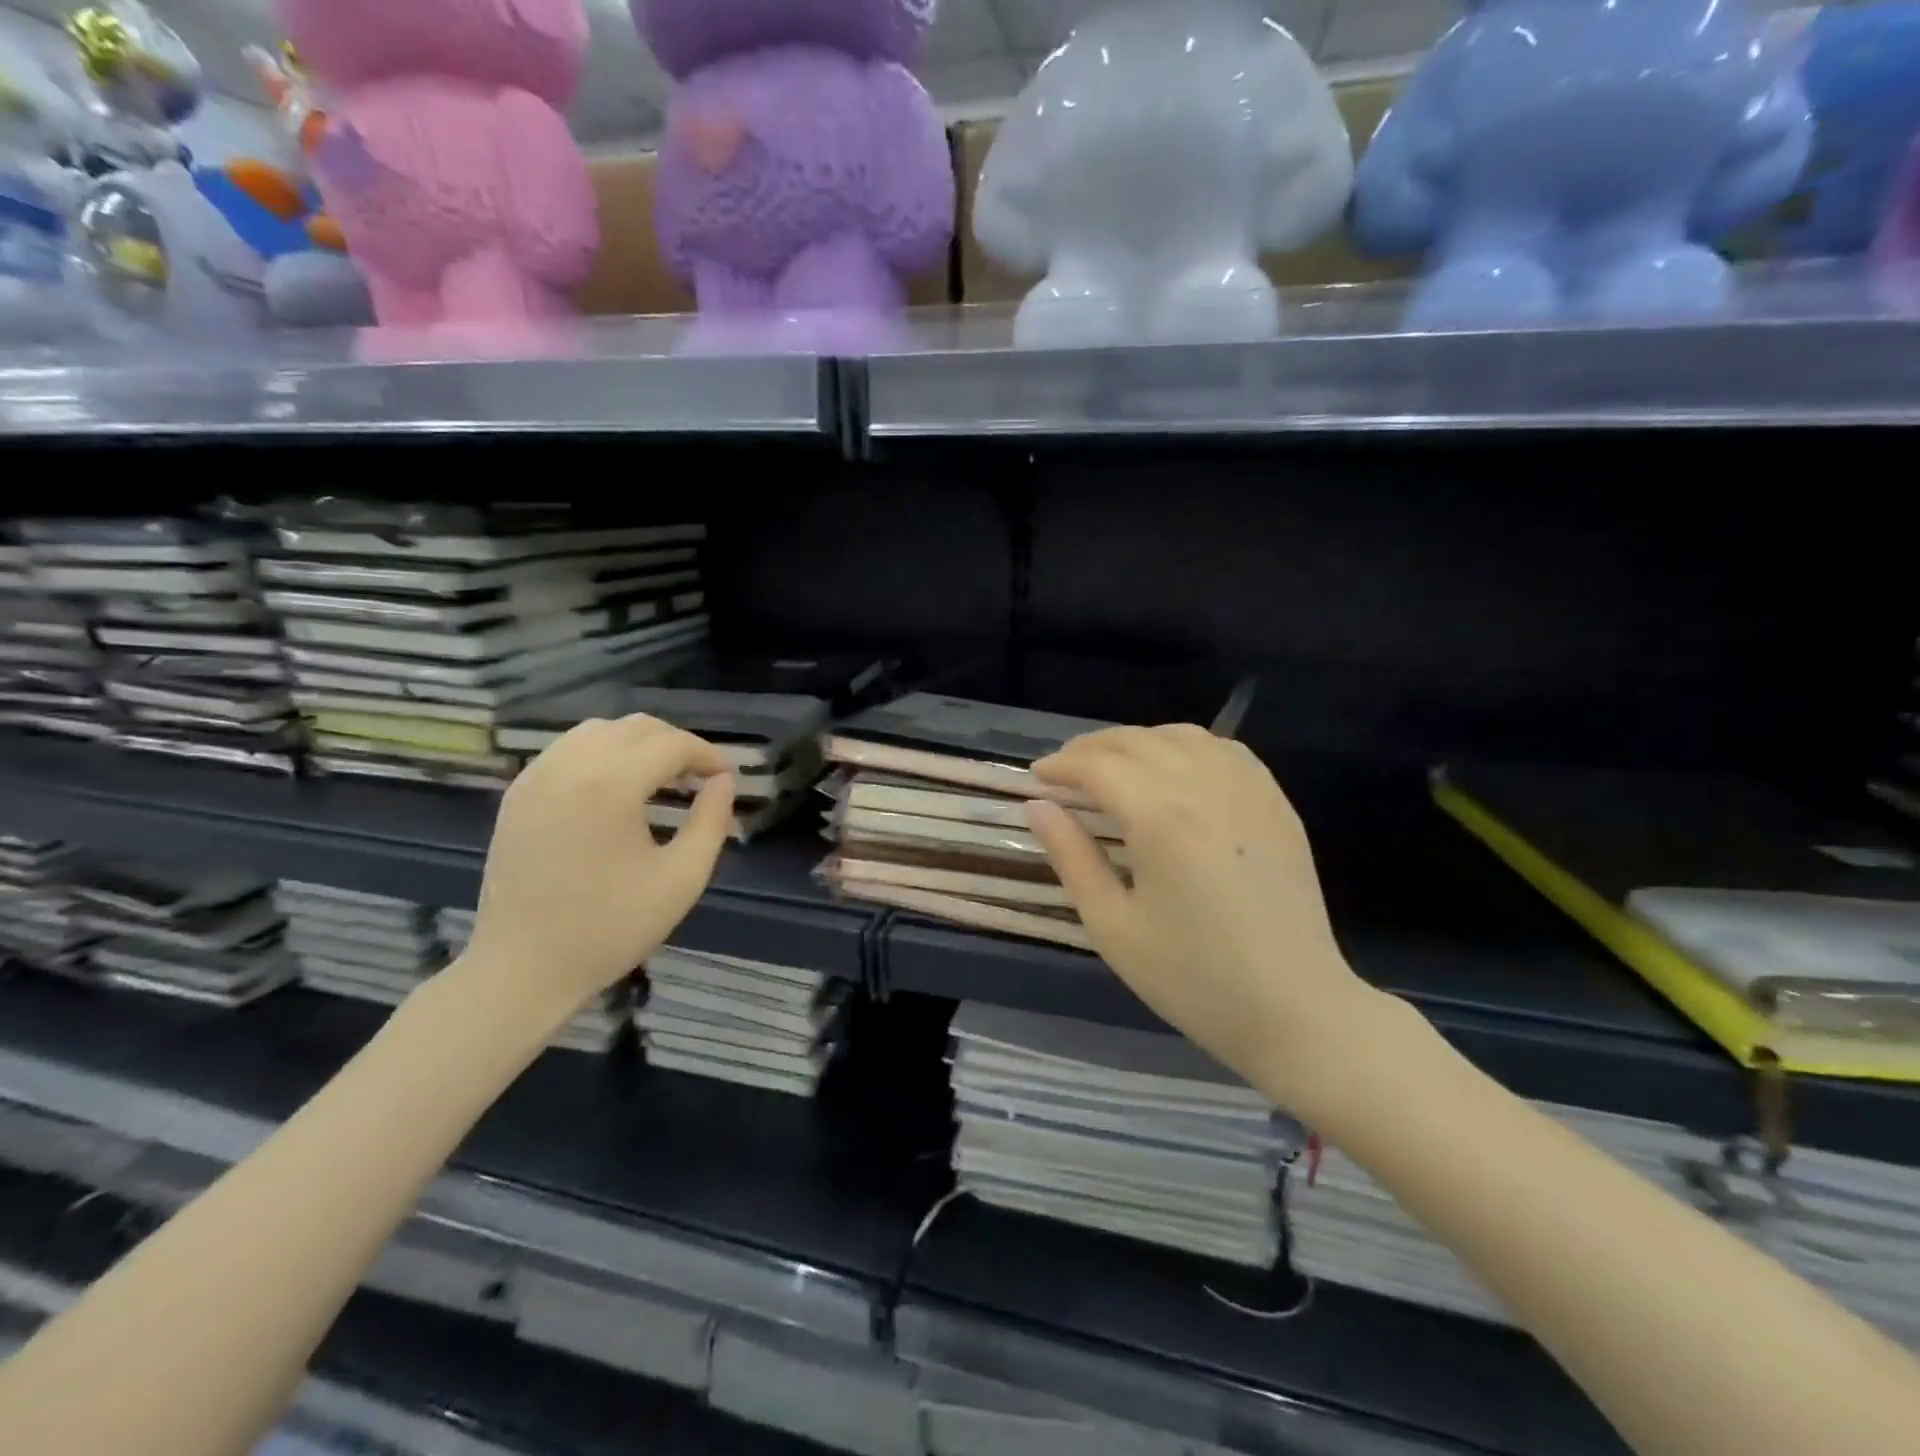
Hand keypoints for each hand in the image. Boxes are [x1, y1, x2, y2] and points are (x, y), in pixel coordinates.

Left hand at [461, 716, 734, 1017]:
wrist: (524, 969)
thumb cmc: (611, 927)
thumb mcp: (682, 878)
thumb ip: (711, 821)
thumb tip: (724, 782)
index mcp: (610, 785)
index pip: (671, 744)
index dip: (707, 755)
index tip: (726, 778)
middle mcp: (569, 766)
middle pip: (636, 727)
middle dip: (676, 744)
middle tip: (700, 778)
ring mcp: (535, 777)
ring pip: (598, 730)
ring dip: (638, 743)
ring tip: (660, 778)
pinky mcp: (517, 794)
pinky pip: (567, 749)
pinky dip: (602, 753)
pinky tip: (616, 788)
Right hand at [1027, 726, 1382, 1113]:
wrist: (1295, 1009)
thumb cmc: (1193, 977)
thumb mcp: (1112, 926)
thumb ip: (1071, 857)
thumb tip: (1037, 807)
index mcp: (1160, 817)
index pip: (1098, 766)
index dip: (1061, 765)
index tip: (1036, 777)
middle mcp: (1204, 785)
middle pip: (1136, 741)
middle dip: (1091, 748)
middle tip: (1064, 771)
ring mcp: (1248, 789)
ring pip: (1182, 736)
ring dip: (1138, 741)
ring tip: (1114, 766)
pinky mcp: (1276, 802)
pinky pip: (1225, 750)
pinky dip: (1187, 747)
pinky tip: (1175, 770)